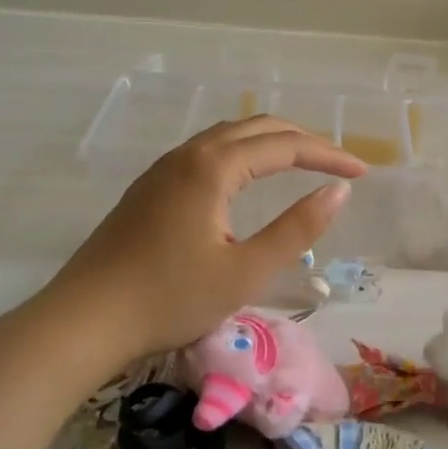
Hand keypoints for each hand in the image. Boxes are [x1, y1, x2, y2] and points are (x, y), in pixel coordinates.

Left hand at [39, 116, 364, 364]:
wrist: (84, 321)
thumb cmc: (170, 299)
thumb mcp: (246, 272)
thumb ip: (297, 229)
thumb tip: (339, 191)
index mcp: (213, 168)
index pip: (285, 145)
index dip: (328, 154)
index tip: (363, 171)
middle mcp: (188, 155)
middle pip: (256, 127)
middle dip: (303, 140)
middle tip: (338, 163)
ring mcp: (163, 169)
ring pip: (228, 136)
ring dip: (270, 142)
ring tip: (302, 163)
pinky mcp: (149, 188)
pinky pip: (208, 152)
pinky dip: (243, 153)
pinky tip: (248, 179)